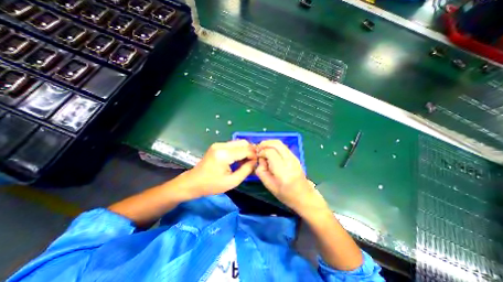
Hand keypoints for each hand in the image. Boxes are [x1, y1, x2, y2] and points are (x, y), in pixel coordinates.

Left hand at [179, 140, 256, 197]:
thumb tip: (255, 161)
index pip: (246, 150)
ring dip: (245, 150)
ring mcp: (218, 144)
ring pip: (238, 142)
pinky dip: (238, 150)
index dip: (254, 155)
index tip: (256, 163)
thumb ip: (246, 170)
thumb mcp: (232, 182)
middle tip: (252, 162)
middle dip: (250, 151)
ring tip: (245, 161)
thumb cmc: (212, 185)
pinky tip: (238, 159)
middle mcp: (221, 145)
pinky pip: (233, 145)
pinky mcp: (217, 145)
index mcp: (224, 155)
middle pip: (243, 142)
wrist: (193, 182)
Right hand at [255, 140, 330, 214]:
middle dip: (265, 143)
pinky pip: (283, 147)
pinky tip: (270, 151)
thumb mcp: (269, 185)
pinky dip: (275, 146)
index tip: (258, 156)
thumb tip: (260, 158)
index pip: (270, 152)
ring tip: (263, 149)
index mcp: (283, 171)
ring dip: (270, 143)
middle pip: (276, 144)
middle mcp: (290, 161)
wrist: (304, 196)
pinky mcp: (295, 157)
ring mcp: (294, 158)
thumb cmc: (285, 194)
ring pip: (280, 143)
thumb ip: (261, 171)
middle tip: (258, 148)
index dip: (262, 152)